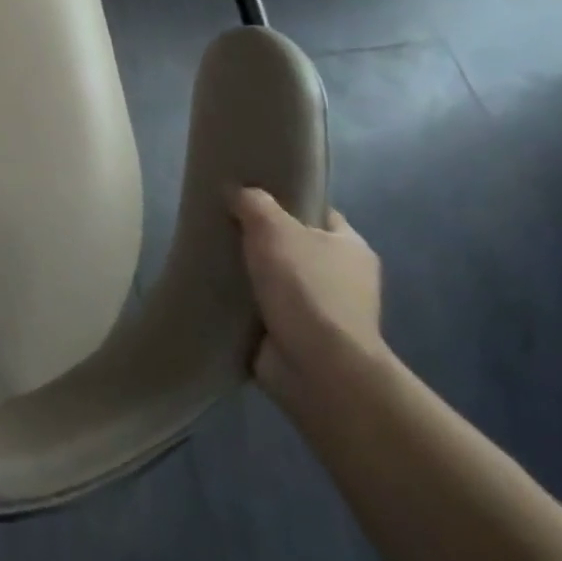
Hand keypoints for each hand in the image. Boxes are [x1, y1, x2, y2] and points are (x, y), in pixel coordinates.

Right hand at [231, 187, 386, 409]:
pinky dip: (243, 303)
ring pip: (276, 278)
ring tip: (210, 257)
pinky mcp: (298, 337)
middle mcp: (343, 278)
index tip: (249, 196)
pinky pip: (263, 309)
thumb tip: (238, 192)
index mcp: (350, 247)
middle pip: (293, 245)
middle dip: (260, 238)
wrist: (317, 368)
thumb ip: (254, 203)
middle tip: (221, 224)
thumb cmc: (305, 287)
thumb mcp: (273, 228)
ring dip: (249, 273)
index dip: (285, 201)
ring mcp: (322, 311)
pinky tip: (215, 291)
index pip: (317, 213)